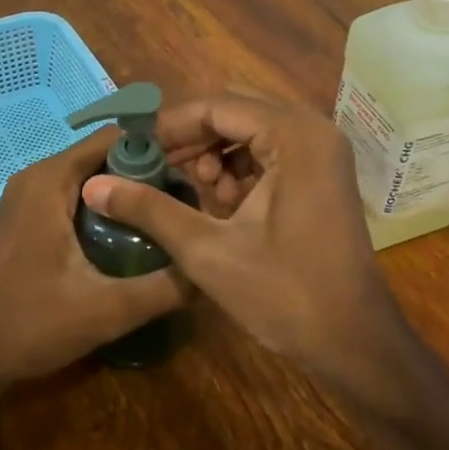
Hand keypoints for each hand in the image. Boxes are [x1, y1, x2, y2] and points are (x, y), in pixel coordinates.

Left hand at [0, 129, 188, 382]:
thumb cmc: (28, 326)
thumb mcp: (105, 310)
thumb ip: (163, 288)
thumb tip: (212, 267)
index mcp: (51, 180)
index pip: (117, 137)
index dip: (160, 147)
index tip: (196, 170)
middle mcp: (38, 177)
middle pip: (107, 155)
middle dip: (149, 172)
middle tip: (192, 198)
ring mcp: (30, 197)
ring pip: (93, 177)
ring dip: (130, 191)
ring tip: (172, 216)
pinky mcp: (30, 218)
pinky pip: (78, 195)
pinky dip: (109, 206)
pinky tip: (136, 236)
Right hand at [80, 93, 407, 387]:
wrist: (355, 343)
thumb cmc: (285, 295)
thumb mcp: (207, 251)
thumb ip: (150, 209)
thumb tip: (93, 184)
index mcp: (294, 135)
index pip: (217, 106)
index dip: (168, 126)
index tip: (131, 149)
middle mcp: (313, 130)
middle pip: (234, 112)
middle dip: (191, 139)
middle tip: (155, 169)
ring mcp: (322, 152)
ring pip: (251, 132)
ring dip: (214, 155)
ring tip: (191, 195)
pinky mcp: (322, 175)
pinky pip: (269, 153)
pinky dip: (238, 171)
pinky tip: (220, 205)